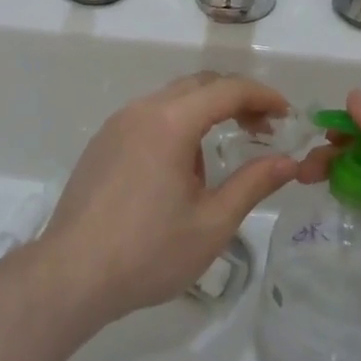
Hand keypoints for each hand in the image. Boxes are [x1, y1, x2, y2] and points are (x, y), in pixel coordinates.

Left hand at [41, 73, 297, 323]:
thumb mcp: (212, 223)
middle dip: (236, 99)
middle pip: (199, 85)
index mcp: (171, 122)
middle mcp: (143, 109)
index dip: (262, 96)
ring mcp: (117, 123)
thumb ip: (253, 184)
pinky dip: (176, 125)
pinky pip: (149, 117)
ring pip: (172, 99)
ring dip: (205, 113)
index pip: (227, 90)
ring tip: (221, 156)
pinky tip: (179, 170)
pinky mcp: (102, 142)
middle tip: (263, 129)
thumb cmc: (148, 251)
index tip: (287, 115)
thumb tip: (288, 162)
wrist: (71, 274)